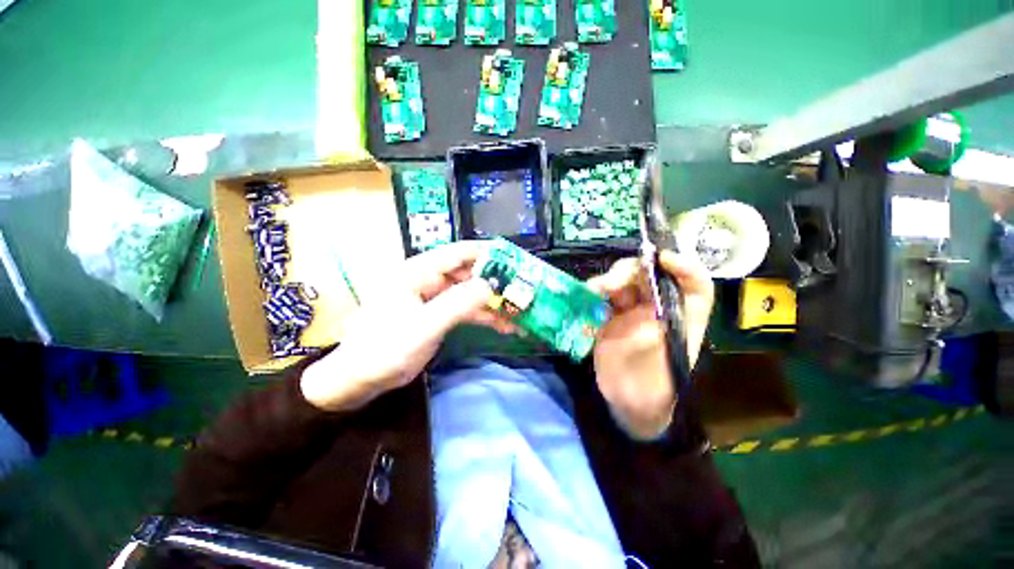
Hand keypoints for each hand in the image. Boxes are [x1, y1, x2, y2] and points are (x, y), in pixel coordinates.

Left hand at [301, 242, 513, 410]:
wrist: (360, 378)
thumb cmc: (386, 349)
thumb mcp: (423, 327)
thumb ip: (457, 304)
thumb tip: (490, 285)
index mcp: (418, 271)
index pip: (458, 253)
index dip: (486, 253)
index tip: (514, 259)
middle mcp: (428, 279)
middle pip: (468, 273)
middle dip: (495, 282)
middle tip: (522, 291)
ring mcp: (434, 297)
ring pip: (470, 292)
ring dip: (493, 302)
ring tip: (519, 312)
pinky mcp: (438, 314)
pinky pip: (465, 309)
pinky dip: (484, 316)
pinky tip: (504, 326)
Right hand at [587, 251, 713, 438]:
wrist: (626, 402)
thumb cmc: (652, 392)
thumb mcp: (658, 375)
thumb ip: (653, 348)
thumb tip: (645, 320)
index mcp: (684, 320)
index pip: (696, 287)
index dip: (685, 268)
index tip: (663, 260)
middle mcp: (661, 309)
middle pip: (653, 276)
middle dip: (632, 271)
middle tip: (610, 284)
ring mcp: (634, 310)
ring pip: (625, 281)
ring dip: (609, 280)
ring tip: (594, 290)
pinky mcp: (612, 314)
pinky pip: (605, 295)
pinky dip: (595, 292)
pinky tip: (587, 296)